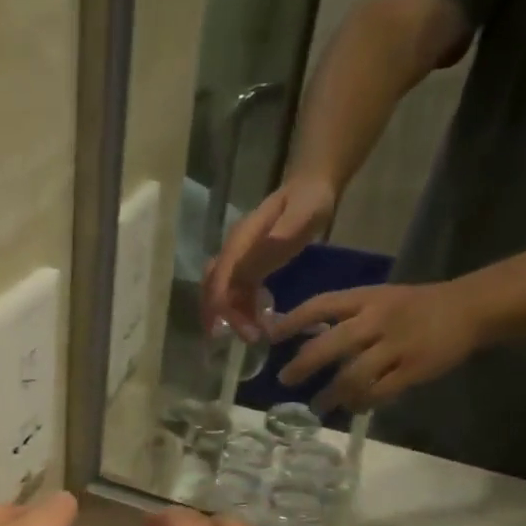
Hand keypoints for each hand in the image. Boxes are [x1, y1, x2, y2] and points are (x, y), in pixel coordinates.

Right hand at [202, 175, 339, 340]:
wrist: (311, 186)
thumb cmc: (309, 200)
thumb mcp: (302, 213)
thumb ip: (283, 232)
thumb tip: (260, 254)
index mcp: (241, 241)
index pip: (222, 281)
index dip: (228, 309)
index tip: (248, 332)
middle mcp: (233, 251)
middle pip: (214, 289)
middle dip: (221, 317)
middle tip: (244, 339)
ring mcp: (238, 259)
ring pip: (222, 292)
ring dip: (231, 316)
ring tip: (252, 336)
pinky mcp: (247, 265)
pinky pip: (236, 291)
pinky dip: (241, 309)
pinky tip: (256, 322)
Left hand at [269, 282, 480, 412]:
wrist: (471, 308)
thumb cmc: (415, 306)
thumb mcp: (379, 299)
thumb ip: (345, 317)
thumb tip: (302, 338)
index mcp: (366, 299)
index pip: (321, 306)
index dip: (293, 321)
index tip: (271, 337)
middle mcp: (378, 320)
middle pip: (331, 344)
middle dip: (303, 364)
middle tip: (285, 380)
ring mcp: (396, 345)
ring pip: (353, 375)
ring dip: (330, 394)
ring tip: (317, 405)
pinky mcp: (414, 369)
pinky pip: (379, 393)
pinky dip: (361, 403)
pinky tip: (352, 408)